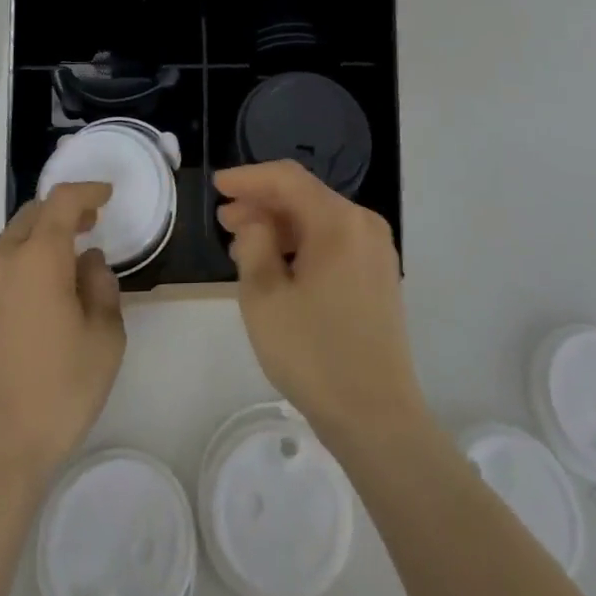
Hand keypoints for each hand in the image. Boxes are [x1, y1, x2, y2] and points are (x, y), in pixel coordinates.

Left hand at [0, 182, 125, 483]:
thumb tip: (86, 262)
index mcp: (37, 258)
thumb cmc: (56, 395)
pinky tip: (17, 313)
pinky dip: (6, 278)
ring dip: (31, 248)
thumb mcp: (105, 341)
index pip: (62, 200)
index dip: (86, 191)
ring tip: (51, 277)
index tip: (104, 196)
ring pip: (3, 248)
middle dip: (60, 215)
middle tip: (84, 230)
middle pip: (30, 217)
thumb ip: (101, 287)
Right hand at [214, 161, 427, 449]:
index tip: (218, 186)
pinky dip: (302, 244)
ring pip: (318, 219)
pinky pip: (333, 241)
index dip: (249, 177)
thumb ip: (253, 244)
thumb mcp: (265, 298)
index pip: (287, 179)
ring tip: (242, 243)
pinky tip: (276, 264)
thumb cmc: (314, 355)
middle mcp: (363, 224)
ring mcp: (375, 250)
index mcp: (339, 221)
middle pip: (304, 196)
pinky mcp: (377, 274)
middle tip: (224, 219)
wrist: (377, 418)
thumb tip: (256, 221)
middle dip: (262, 203)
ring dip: (279, 225)